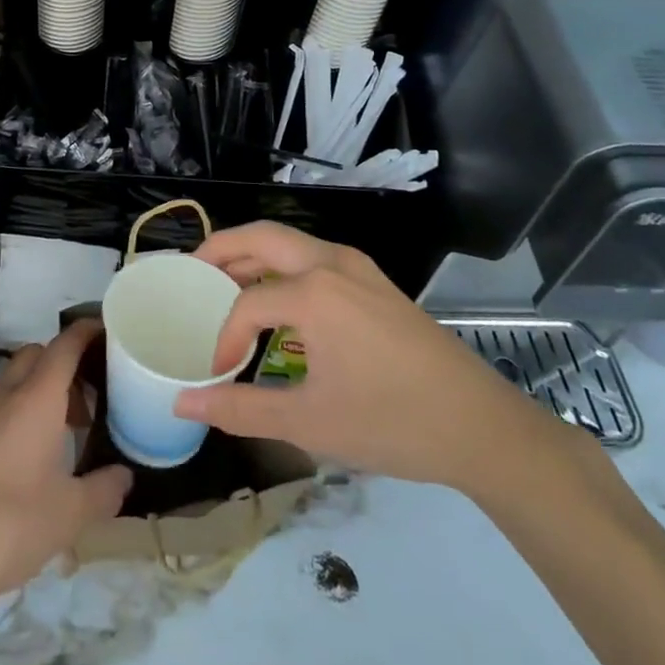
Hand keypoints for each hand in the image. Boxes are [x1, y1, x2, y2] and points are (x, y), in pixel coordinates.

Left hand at [0, 319, 131, 618]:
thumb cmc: (11, 524)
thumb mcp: (71, 514)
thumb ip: (104, 489)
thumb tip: (124, 476)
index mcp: (37, 397)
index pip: (65, 346)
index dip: (87, 332)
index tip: (108, 332)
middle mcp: (6, 395)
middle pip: (37, 355)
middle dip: (64, 364)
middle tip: (90, 396)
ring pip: (15, 381)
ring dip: (40, 391)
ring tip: (65, 432)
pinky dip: (19, 414)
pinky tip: (31, 458)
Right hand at [175, 222, 560, 496]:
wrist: (480, 426)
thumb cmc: (391, 422)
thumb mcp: (309, 422)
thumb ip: (240, 409)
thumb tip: (184, 404)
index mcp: (313, 292)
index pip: (247, 304)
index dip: (224, 338)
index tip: (217, 372)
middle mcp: (331, 262)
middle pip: (261, 237)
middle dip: (222, 249)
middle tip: (192, 271)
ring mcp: (357, 266)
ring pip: (289, 242)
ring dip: (253, 254)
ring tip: (225, 282)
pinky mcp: (374, 280)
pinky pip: (314, 256)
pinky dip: (282, 265)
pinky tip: (278, 299)